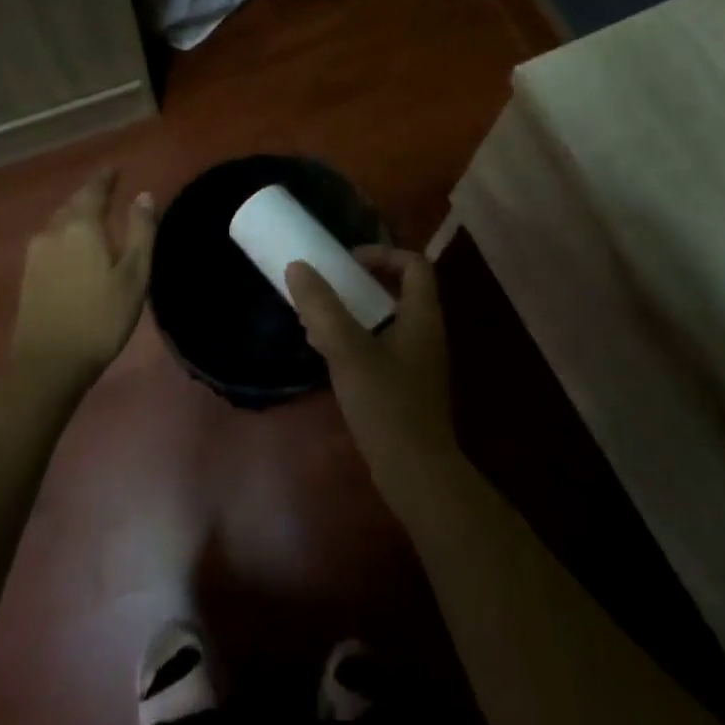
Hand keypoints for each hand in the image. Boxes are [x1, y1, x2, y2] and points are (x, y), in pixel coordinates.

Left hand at [12, 170, 155, 387]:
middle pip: (73, 204)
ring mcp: (35, 254)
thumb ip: (141, 232)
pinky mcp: (28, 274)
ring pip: (59, 223)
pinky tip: (74, 247)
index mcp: (81, 227)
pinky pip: (50, 241)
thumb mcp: (134, 275)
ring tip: (94, 217)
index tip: (115, 169)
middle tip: (108, 191)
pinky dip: (66, 235)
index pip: (94, 191)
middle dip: (90, 196)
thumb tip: (144, 195)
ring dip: (76, 215)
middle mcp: (53, 232)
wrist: (50, 362)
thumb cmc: (101, 317)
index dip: (105, 179)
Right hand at [286, 248, 456, 480]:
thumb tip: (298, 268)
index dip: (383, 253)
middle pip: (399, 289)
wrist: (415, 471)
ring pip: (387, 320)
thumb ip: (322, 308)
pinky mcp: (406, 384)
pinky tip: (327, 354)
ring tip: (317, 319)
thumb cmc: (386, 404)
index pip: (414, 264)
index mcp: (422, 316)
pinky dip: (357, 339)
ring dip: (354, 312)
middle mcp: (426, 332)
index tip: (347, 263)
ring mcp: (418, 360)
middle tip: (327, 287)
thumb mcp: (348, 351)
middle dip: (361, 282)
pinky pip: (382, 346)